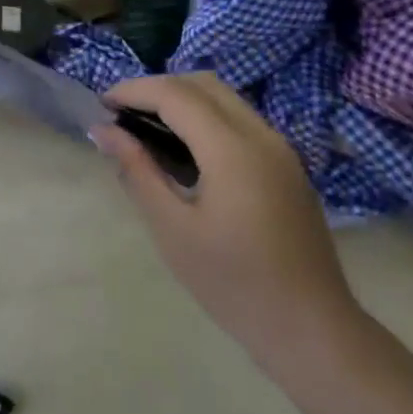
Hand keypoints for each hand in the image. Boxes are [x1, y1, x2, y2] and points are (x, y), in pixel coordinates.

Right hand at [92, 73, 366, 371]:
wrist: (311, 329)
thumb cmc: (233, 284)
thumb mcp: (172, 229)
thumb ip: (137, 170)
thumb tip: (103, 131)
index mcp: (233, 150)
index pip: (174, 94)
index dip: (133, 90)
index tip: (101, 105)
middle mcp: (261, 136)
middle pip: (202, 84)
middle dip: (156, 88)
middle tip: (121, 114)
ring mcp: (280, 149)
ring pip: (224, 98)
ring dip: (181, 99)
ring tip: (146, 128)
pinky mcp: (287, 165)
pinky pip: (240, 119)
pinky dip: (204, 116)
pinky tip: (183, 149)